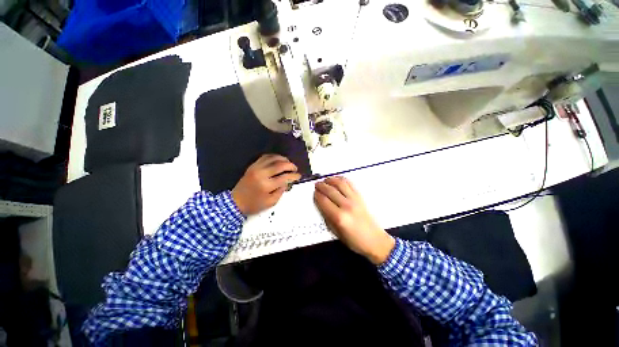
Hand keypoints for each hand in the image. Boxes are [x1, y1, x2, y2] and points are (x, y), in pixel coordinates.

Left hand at [232, 154, 301, 215]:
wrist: (236, 202)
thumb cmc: (254, 204)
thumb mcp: (271, 202)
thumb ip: (281, 191)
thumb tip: (287, 181)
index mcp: (267, 185)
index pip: (284, 177)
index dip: (294, 176)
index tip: (298, 176)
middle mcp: (262, 174)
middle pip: (280, 165)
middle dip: (290, 165)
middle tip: (295, 168)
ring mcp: (256, 168)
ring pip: (272, 158)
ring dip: (283, 159)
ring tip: (288, 162)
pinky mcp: (252, 166)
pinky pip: (264, 157)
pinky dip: (273, 156)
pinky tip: (278, 159)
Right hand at [314, 176, 394, 264]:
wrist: (375, 240)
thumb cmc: (354, 241)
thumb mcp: (337, 233)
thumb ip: (328, 218)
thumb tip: (321, 205)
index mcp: (339, 217)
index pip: (324, 201)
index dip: (317, 195)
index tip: (314, 192)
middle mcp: (346, 205)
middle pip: (330, 191)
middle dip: (321, 186)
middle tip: (316, 184)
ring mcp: (354, 199)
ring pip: (340, 184)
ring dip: (331, 180)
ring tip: (325, 180)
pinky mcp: (360, 197)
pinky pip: (350, 184)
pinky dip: (342, 179)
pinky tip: (337, 179)